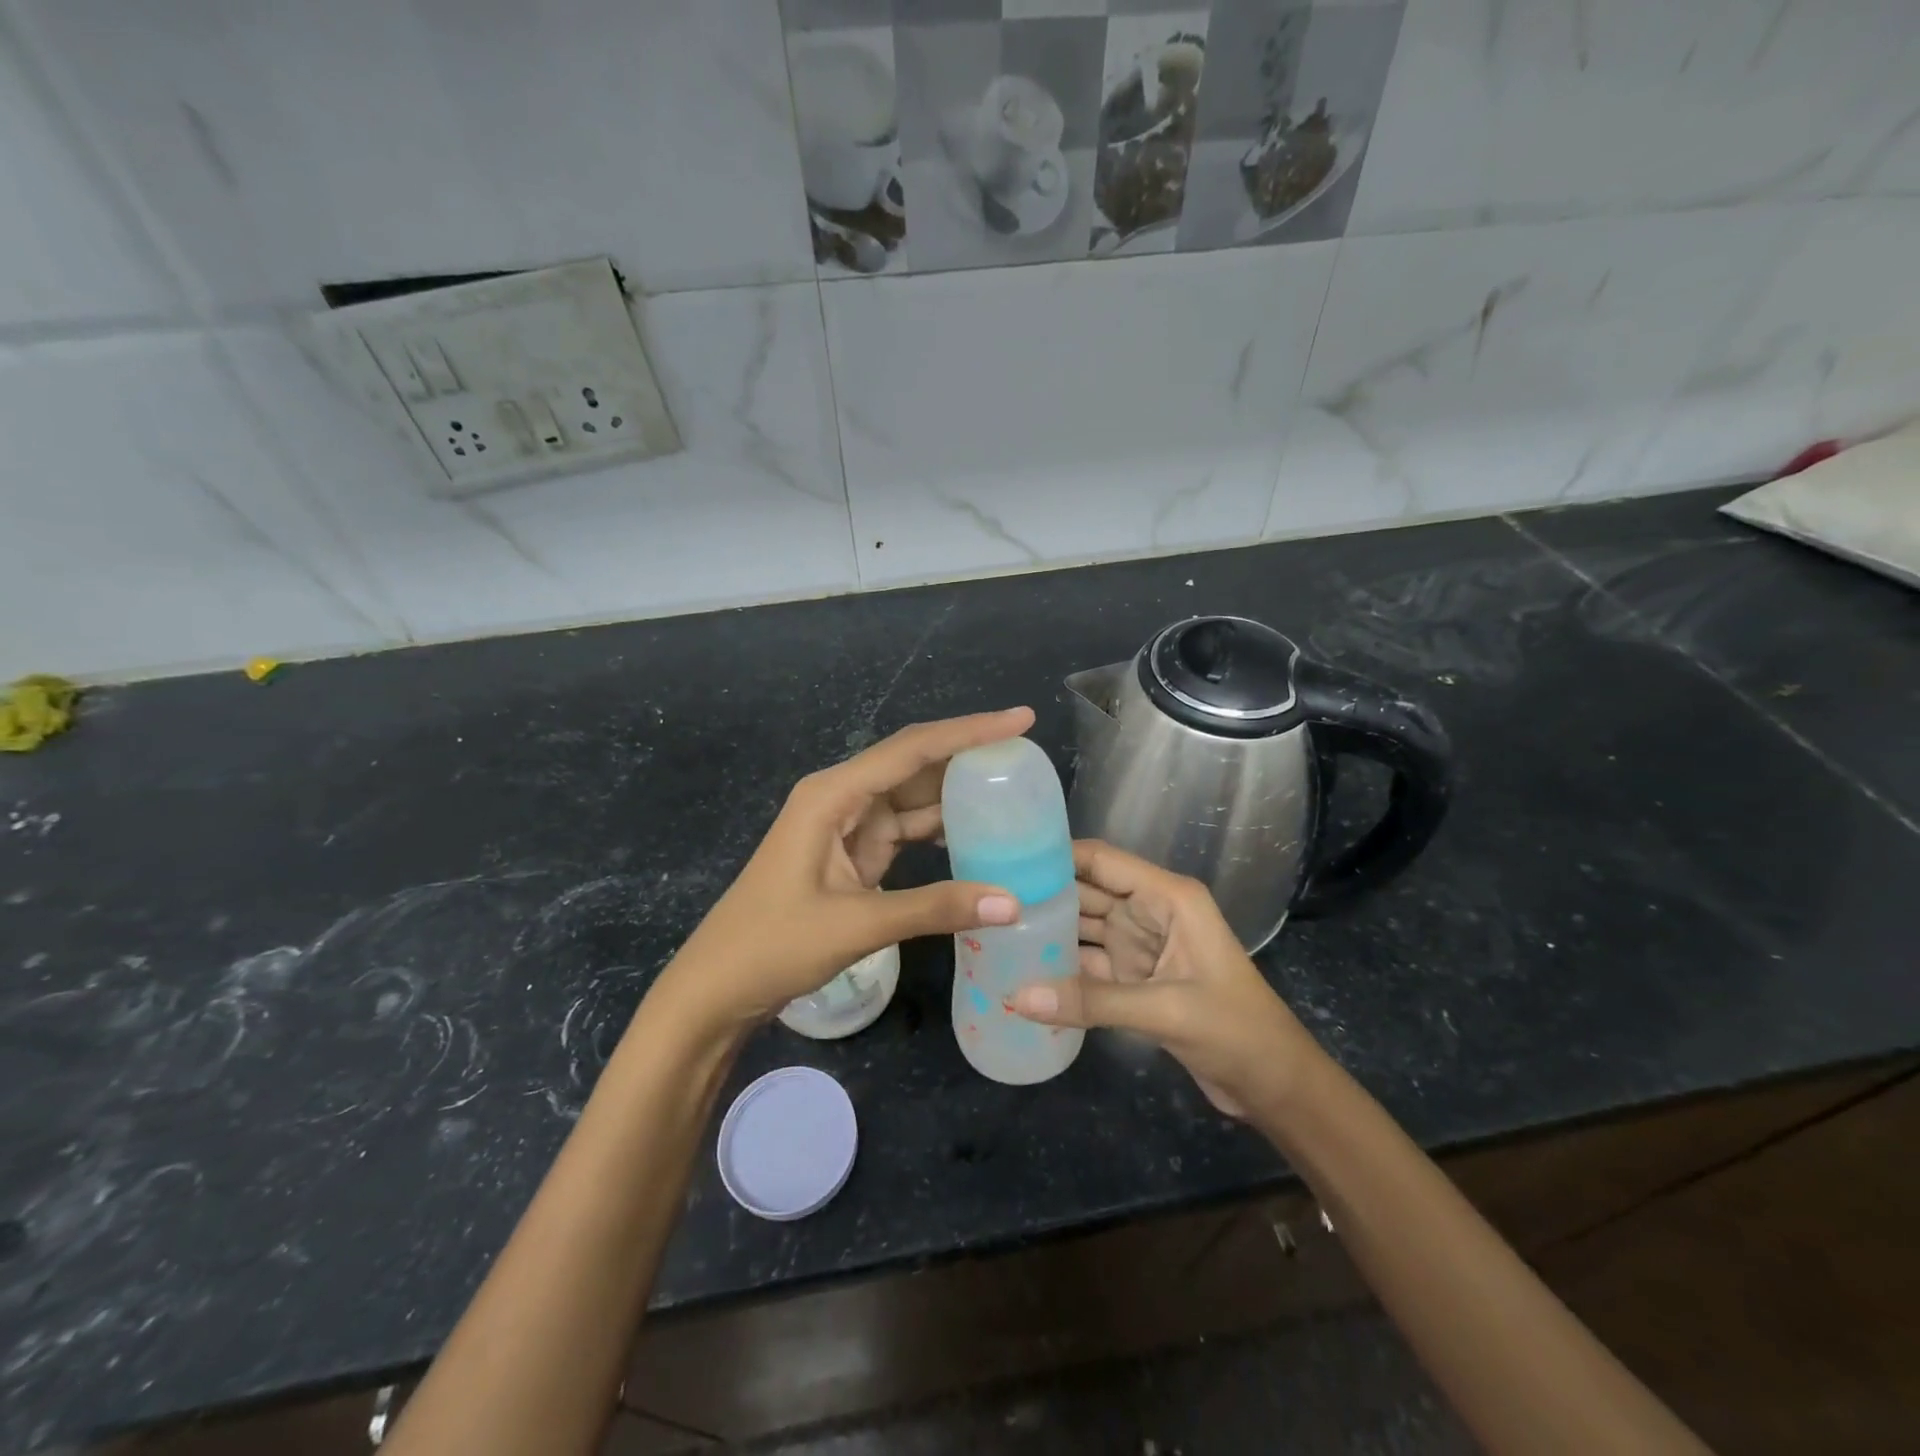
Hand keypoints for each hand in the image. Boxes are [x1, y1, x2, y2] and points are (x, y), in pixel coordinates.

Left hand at [657, 708, 1035, 1031]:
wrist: (717, 987)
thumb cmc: (773, 945)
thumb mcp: (857, 924)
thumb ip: (934, 909)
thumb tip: (1013, 903)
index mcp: (833, 794)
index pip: (913, 750)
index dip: (970, 732)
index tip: (1021, 719)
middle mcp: (841, 798)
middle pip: (914, 765)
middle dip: (968, 757)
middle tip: (1026, 756)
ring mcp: (846, 826)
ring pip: (911, 798)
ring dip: (956, 795)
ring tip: (1014, 790)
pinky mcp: (852, 855)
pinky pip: (904, 830)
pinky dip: (939, 832)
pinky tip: (977, 835)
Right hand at [1010, 841, 1321, 1117]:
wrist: (1275, 1085)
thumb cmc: (1236, 1029)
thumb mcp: (1166, 1010)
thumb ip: (1092, 1002)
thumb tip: (1018, 997)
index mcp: (1167, 897)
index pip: (1103, 861)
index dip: (1058, 854)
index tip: (1007, 857)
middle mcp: (1149, 912)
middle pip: (1087, 891)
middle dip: (1043, 892)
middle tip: (988, 896)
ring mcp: (1139, 946)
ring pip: (1083, 928)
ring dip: (1047, 930)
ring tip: (994, 929)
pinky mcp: (1133, 979)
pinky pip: (1088, 964)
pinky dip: (1060, 967)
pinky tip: (1022, 969)